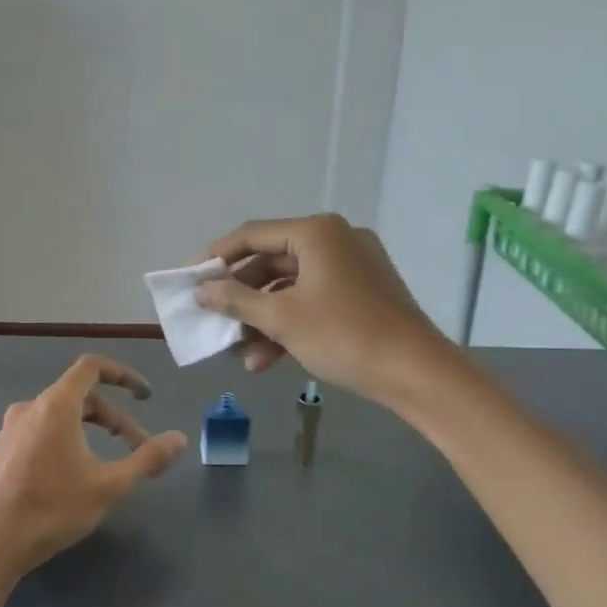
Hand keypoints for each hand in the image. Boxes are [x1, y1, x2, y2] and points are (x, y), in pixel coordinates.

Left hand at [0, 355, 186, 583]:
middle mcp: (30, 408)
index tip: (144, 396)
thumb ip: (146, 459)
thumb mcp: (109, 486)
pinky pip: (40, 432)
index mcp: (56, 405)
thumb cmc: (52, 509)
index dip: (122, 374)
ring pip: (59, 416)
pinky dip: (64, 440)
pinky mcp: (1, 452)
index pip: (91, 367)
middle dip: (113, 418)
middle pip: (80, 396)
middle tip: (136, 448)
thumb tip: (179, 439)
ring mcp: (10, 430)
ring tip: (106, 462)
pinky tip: (70, 475)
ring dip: (89, 430)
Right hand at [195, 214, 445, 404]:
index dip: (217, 257)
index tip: (190, 279)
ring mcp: (351, 268)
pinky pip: (313, 301)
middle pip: (272, 263)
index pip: (252, 235)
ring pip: (291, 288)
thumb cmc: (344, 336)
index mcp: (317, 233)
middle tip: (214, 320)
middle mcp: (335, 240)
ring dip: (262, 320)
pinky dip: (289, 325)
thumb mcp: (282, 319)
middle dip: (241, 298)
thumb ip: (236, 301)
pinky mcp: (361, 294)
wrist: (416, 373)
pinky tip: (265, 360)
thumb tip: (201, 290)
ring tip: (237, 353)